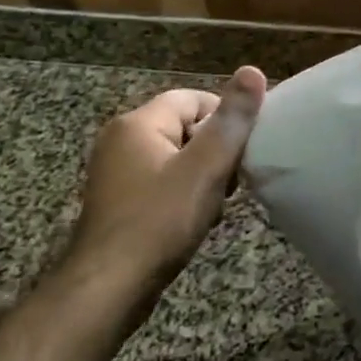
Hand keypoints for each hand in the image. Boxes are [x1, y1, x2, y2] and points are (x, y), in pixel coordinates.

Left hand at [68, 66, 266, 282]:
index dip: (225, 117)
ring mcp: (116, 173)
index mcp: (138, 124)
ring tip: (217, 204)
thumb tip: (252, 71)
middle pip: (185, 128)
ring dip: (202, 176)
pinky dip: (183, 195)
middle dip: (215, 151)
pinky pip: (161, 183)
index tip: (247, 146)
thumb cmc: (160, 221)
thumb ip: (232, 120)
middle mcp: (120, 141)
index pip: (192, 98)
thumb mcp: (206, 167)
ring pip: (176, 159)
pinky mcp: (118, 203)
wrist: (108, 288)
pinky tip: (196, 221)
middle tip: (234, 180)